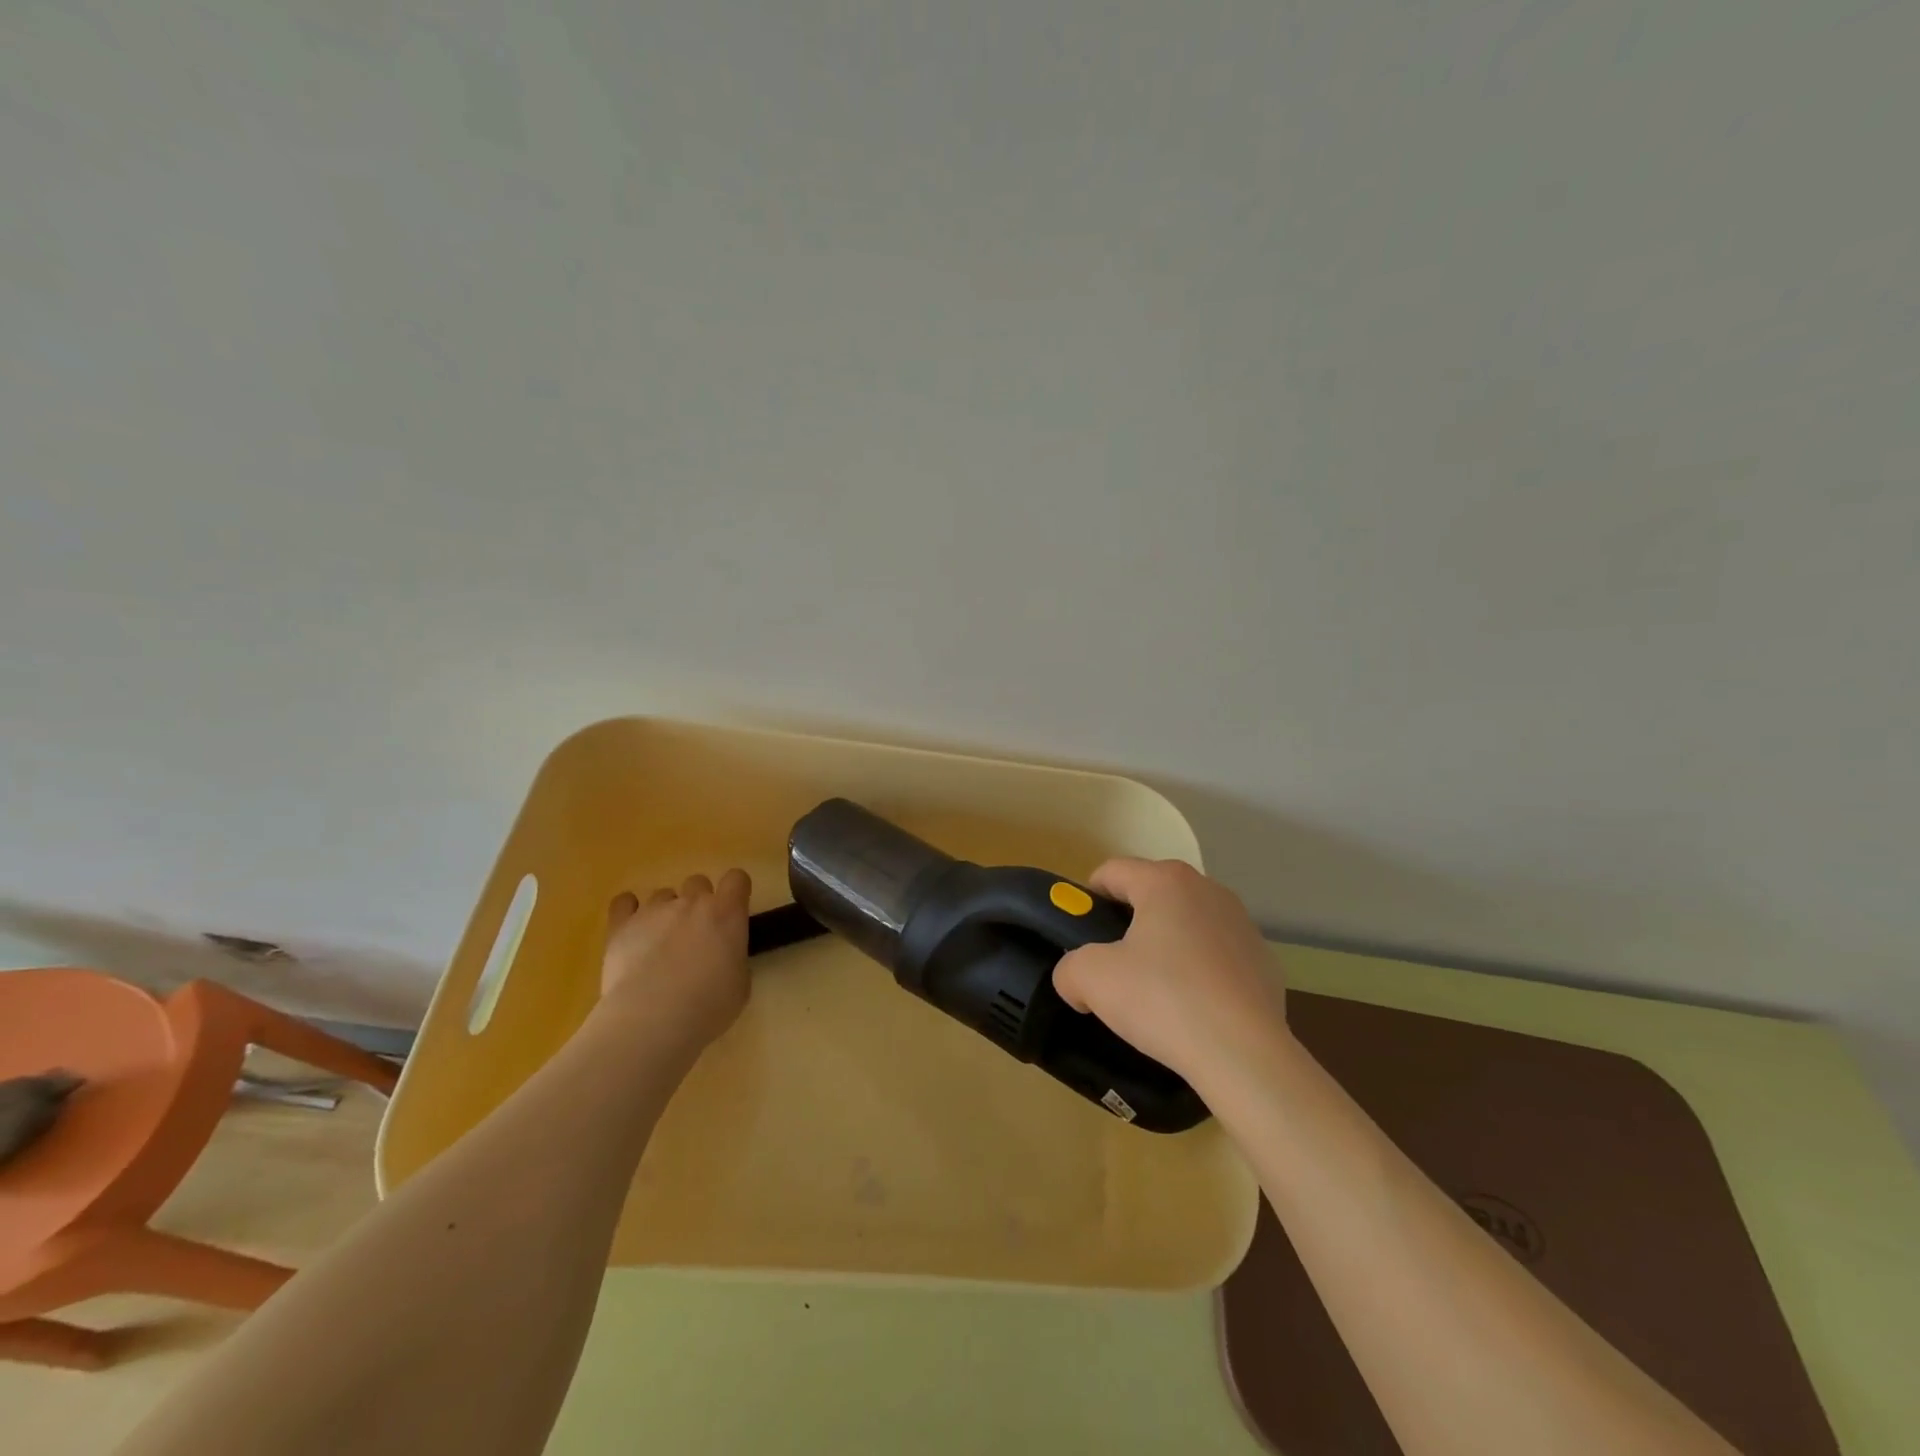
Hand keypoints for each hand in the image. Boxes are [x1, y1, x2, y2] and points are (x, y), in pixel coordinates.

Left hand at [598, 870, 751, 1051]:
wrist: (652, 1019)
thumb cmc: (707, 1006)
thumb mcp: (740, 984)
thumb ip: (733, 958)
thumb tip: (722, 956)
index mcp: (726, 913)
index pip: (737, 879)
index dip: (736, 891)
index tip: (733, 911)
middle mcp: (691, 902)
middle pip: (698, 882)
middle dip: (698, 903)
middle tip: (696, 935)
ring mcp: (654, 910)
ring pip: (663, 894)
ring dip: (666, 912)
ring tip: (660, 944)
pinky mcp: (621, 925)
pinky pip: (624, 902)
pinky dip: (629, 910)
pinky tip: (632, 930)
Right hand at [1051, 858, 1286, 1083]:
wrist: (1244, 1055)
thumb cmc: (1163, 1000)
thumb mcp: (1092, 980)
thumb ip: (1069, 969)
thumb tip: (1075, 980)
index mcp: (1165, 881)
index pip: (1112, 871)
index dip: (1088, 898)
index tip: (1082, 934)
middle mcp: (1207, 890)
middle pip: (1152, 894)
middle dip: (1129, 923)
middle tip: (1114, 966)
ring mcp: (1242, 924)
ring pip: (1187, 923)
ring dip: (1167, 945)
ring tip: (1157, 992)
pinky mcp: (1264, 960)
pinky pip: (1217, 955)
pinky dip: (1201, 971)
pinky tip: (1195, 1008)